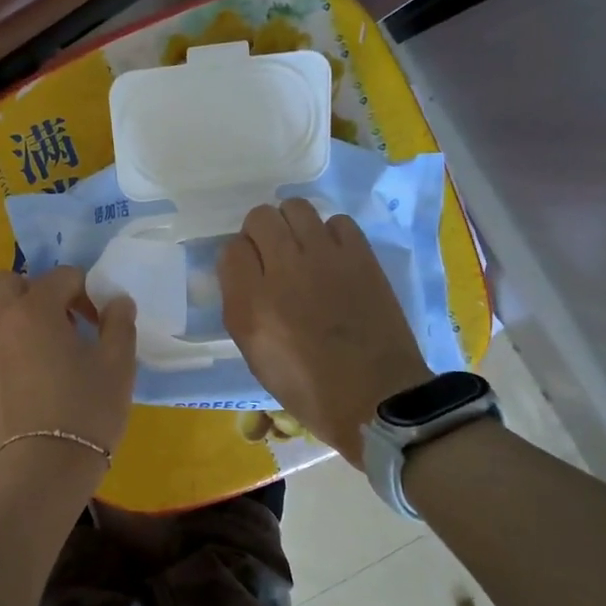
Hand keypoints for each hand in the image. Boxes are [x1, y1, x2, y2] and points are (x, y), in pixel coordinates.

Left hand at [0, 268, 137, 473]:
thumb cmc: (85, 413)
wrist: (39, 474)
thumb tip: (117, 300)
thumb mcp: (118, 366)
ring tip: (40, 349)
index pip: (62, 276)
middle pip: (10, 283)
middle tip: (63, 322)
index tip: (100, 322)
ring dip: (14, 318)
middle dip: (37, 291)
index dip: (86, 292)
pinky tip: (18, 376)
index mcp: (34, 309)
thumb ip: (118, 323)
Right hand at [219, 199, 432, 463]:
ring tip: (301, 248)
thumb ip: (242, 307)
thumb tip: (246, 274)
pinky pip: (337, 221)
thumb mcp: (255, 354)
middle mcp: (283, 270)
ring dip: (292, 224)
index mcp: (250, 303)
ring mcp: (325, 258)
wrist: (375, 398)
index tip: (248, 274)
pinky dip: (330, 234)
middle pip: (260, 218)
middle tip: (272, 257)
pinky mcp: (361, 256)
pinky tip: (333, 257)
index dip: (238, 259)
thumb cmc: (307, 388)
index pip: (230, 249)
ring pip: (296, 208)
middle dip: (260, 233)